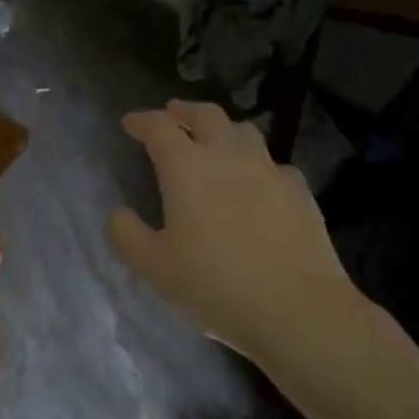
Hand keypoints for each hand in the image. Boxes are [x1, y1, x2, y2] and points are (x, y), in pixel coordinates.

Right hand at [109, 100, 355, 358]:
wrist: (295, 307)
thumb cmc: (214, 285)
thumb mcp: (155, 267)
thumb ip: (128, 236)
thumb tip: (118, 213)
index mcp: (187, 167)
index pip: (159, 128)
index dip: (142, 121)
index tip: (130, 123)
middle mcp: (228, 155)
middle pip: (206, 115)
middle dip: (184, 111)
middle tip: (172, 115)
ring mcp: (269, 170)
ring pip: (244, 131)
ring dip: (222, 129)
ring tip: (214, 140)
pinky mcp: (299, 190)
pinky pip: (273, 164)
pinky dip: (257, 164)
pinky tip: (257, 182)